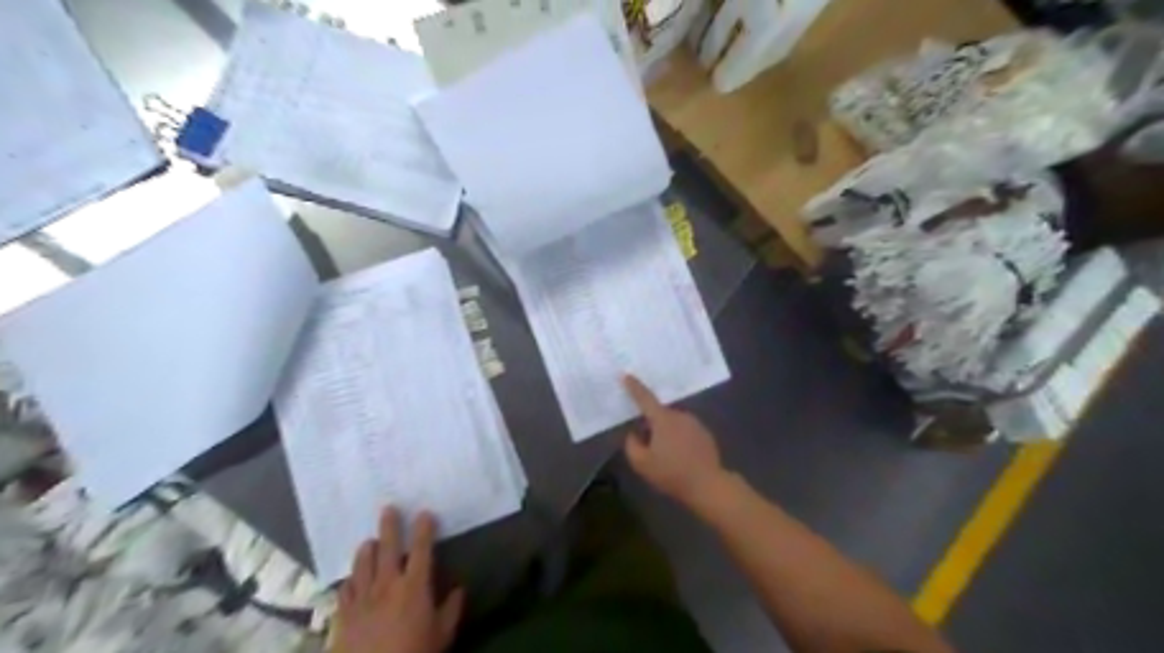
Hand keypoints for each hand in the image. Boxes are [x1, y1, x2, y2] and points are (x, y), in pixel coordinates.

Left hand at [330, 511, 465, 651]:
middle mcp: (387, 584)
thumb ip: (451, 609)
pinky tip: (353, 578)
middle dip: (390, 525)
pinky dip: (351, 579)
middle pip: (388, 547)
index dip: (424, 528)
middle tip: (389, 508)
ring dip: (367, 549)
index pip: (422, 548)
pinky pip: (345, 589)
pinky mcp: (343, 614)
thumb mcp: (442, 635)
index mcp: (414, 586)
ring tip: (370, 541)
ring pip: (362, 563)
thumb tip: (459, 590)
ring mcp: (362, 598)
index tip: (425, 513)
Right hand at [622, 376, 724, 507]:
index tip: (626, 375)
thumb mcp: (642, 464)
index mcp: (663, 419)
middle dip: (652, 425)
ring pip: (673, 423)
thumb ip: (632, 445)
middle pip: (659, 414)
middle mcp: (680, 416)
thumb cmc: (671, 473)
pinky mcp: (705, 434)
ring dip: (667, 432)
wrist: (707, 484)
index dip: (634, 387)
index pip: (645, 398)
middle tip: (647, 445)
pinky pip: (686, 431)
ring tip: (666, 455)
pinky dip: (680, 439)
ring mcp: (695, 423)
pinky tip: (681, 457)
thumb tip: (634, 434)